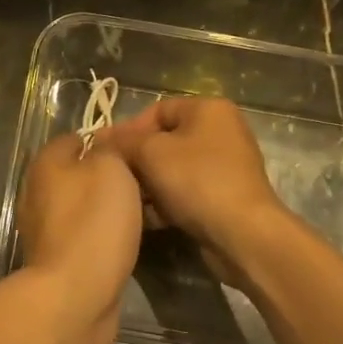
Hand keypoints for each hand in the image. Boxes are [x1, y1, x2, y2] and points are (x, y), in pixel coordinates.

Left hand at [15, 132, 144, 343]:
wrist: (75, 297)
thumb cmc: (93, 224)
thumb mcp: (111, 170)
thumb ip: (110, 150)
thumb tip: (106, 147)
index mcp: (45, 165)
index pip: (75, 138)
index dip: (106, 140)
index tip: (136, 150)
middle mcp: (38, 193)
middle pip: (78, 173)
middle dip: (108, 176)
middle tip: (145, 182)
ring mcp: (45, 230)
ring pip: (83, 207)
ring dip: (108, 209)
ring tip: (144, 212)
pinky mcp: (57, 261)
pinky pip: (85, 236)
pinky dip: (103, 236)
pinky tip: (127, 241)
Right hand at [104, 96, 290, 286]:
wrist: (242, 234)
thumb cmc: (197, 181)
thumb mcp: (151, 153)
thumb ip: (122, 142)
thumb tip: (100, 139)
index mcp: (209, 109)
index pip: (157, 110)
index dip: (127, 129)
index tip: (105, 153)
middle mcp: (221, 132)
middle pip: (165, 141)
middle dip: (136, 160)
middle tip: (113, 179)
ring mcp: (225, 166)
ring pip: (173, 169)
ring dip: (148, 184)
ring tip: (127, 201)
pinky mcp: (224, 197)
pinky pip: (186, 192)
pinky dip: (166, 202)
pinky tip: (147, 219)